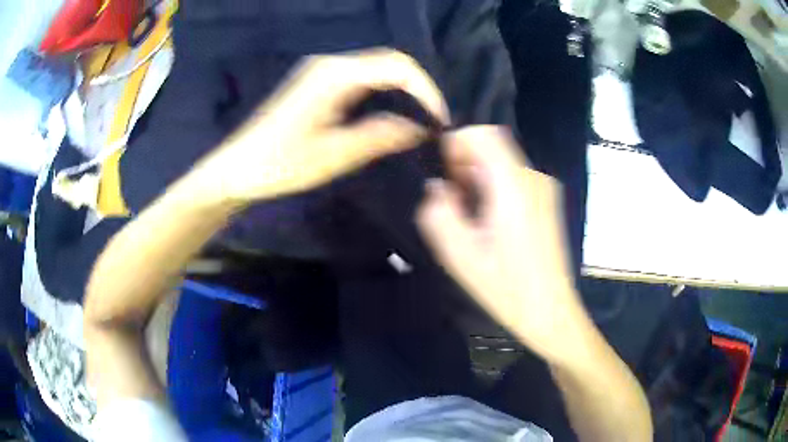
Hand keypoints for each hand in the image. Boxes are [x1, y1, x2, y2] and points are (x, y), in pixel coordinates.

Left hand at [196, 48, 449, 204]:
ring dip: (403, 90)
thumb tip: (420, 129)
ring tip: (419, 120)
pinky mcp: (318, 82)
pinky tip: (391, 114)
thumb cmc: (280, 164)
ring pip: (377, 69)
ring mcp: (323, 71)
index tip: (438, 121)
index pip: (397, 67)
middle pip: (389, 62)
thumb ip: (380, 136)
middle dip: (418, 89)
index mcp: (335, 76)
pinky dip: (385, 92)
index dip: (425, 90)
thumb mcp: (334, 155)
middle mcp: (331, 64)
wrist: (238, 168)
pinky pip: (362, 78)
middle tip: (432, 122)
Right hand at [417, 126, 586, 364]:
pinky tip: (489, 223)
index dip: (459, 143)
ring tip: (469, 218)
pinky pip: (513, 179)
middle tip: (452, 202)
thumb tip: (438, 188)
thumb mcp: (460, 256)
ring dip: (478, 179)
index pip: (486, 135)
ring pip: (502, 164)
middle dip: (465, 165)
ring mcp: (544, 189)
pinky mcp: (547, 201)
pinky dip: (494, 188)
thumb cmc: (507, 288)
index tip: (444, 172)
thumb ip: (439, 214)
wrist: (550, 311)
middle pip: (493, 148)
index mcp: (513, 188)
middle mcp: (533, 179)